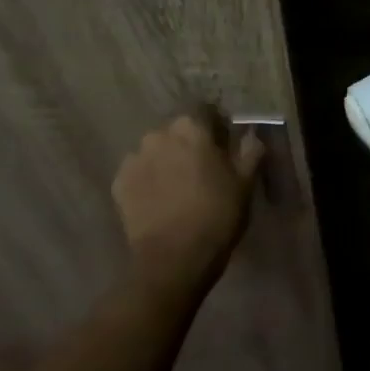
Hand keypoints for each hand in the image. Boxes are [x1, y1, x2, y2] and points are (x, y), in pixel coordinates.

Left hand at [112, 111, 263, 302]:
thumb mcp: (244, 183)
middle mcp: (158, 134)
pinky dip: (148, 181)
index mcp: (191, 127)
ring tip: (178, 188)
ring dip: (166, 161)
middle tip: (202, 170)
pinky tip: (160, 201)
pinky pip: (139, 173)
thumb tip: (251, 134)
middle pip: (177, 131)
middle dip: (189, 144)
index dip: (216, 127)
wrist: (173, 259)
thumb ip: (250, 151)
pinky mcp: (118, 183)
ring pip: (156, 151)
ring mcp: (134, 158)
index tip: (224, 147)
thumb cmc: (216, 215)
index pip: (205, 111)